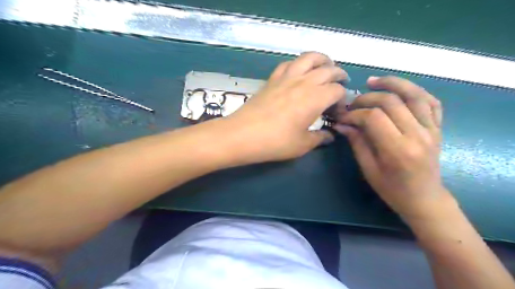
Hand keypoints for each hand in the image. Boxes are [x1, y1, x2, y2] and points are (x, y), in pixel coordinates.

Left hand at [225, 50, 347, 163]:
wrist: (243, 135)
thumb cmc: (275, 142)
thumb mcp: (302, 145)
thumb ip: (319, 138)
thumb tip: (330, 136)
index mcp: (316, 98)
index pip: (337, 91)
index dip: (342, 99)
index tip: (338, 110)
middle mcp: (304, 82)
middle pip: (328, 70)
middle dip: (339, 75)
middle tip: (341, 83)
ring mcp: (287, 77)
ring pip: (309, 58)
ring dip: (321, 59)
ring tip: (326, 66)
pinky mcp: (272, 79)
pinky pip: (288, 63)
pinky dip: (298, 63)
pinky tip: (298, 71)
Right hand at [334, 76, 450, 220]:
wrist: (424, 199)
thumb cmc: (392, 189)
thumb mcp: (368, 169)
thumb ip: (357, 142)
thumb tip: (341, 124)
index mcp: (398, 150)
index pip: (373, 118)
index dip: (354, 114)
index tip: (342, 117)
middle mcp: (418, 135)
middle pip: (391, 102)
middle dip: (366, 98)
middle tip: (352, 103)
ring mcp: (432, 129)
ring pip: (414, 94)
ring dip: (392, 83)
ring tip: (373, 81)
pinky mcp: (438, 128)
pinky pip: (431, 102)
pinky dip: (415, 91)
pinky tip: (400, 89)